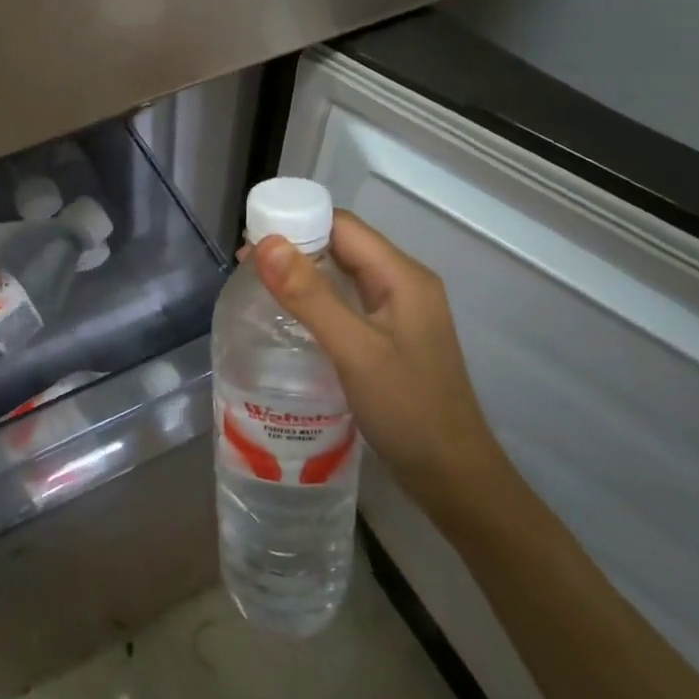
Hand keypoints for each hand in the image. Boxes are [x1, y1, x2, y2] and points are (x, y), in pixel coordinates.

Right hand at [251, 212, 502, 511]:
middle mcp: (403, 284)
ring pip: (343, 274)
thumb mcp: (354, 350)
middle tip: (246, 264)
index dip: (297, 222)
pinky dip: (316, 298)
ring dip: (303, 272)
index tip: (252, 237)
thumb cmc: (408, 410)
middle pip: (343, 245)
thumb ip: (310, 296)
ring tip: (257, 285)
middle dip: (295, 246)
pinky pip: (347, 301)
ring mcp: (399, 312)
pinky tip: (289, 316)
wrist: (452, 477)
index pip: (343, 226)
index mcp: (402, 276)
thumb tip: (266, 243)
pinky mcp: (390, 337)